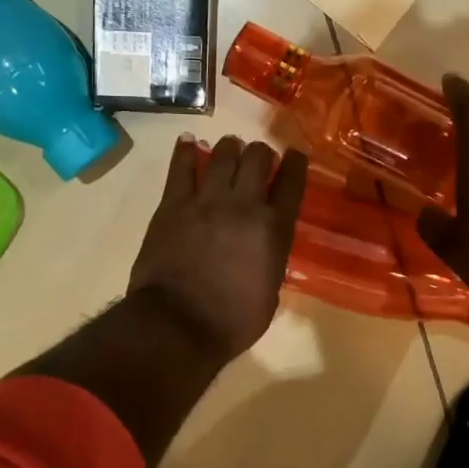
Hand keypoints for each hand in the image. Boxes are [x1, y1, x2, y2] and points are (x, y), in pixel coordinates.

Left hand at [127, 135, 308, 362]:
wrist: (178, 325)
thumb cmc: (232, 322)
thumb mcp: (270, 292)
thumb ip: (270, 260)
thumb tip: (263, 249)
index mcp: (274, 229)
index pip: (291, 183)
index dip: (295, 163)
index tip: (294, 155)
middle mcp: (244, 205)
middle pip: (257, 158)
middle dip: (261, 153)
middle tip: (258, 157)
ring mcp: (206, 201)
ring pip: (222, 155)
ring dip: (229, 148)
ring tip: (229, 148)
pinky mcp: (173, 205)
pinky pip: (181, 168)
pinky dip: (185, 151)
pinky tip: (188, 142)